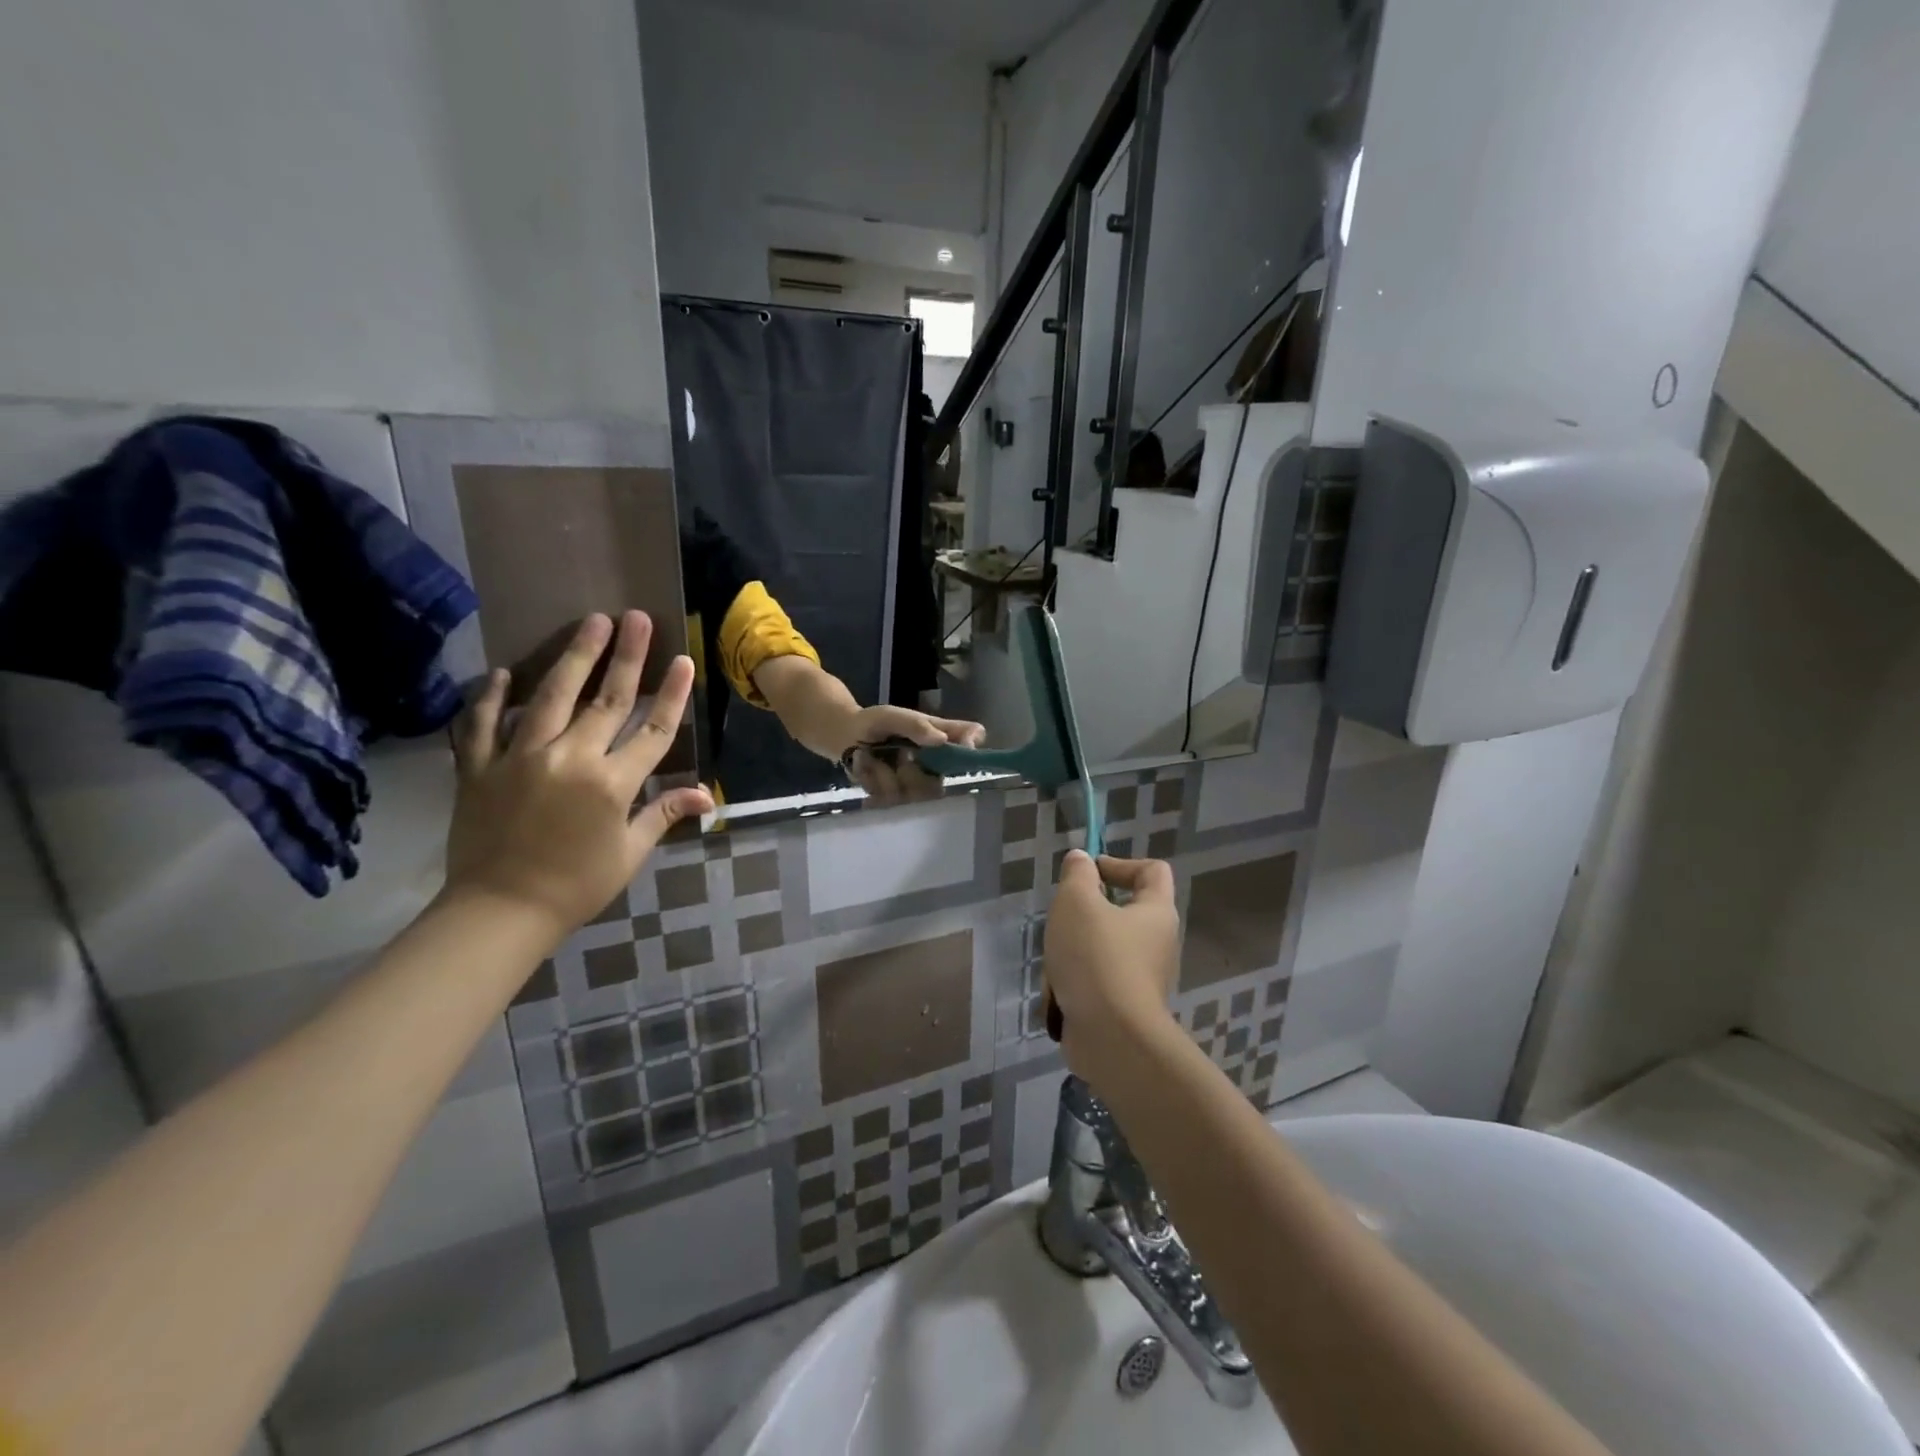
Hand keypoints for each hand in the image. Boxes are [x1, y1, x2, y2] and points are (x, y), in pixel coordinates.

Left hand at [445, 611, 712, 941]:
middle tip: (636, 618)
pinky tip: (502, 673)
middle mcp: (571, 760)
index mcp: (612, 784)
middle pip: (607, 700)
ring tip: (591, 623)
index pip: (653, 730)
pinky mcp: (480, 767)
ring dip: (575, 657)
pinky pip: (484, 723)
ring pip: (552, 697)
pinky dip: (492, 697)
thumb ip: (663, 813)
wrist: (500, 912)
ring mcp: (521, 758)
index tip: (683, 660)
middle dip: (627, 657)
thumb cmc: (577, 886)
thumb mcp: (629, 853)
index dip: (671, 694)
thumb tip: (705, 796)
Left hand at [841, 705, 985, 804]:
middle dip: (912, 773)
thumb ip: (915, 725)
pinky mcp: (895, 798)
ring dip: (886, 775)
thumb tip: (942, 740)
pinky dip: (872, 780)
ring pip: (911, 794)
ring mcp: (915, 784)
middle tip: (897, 755)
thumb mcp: (891, 716)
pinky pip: (889, 799)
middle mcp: (934, 764)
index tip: (965, 746)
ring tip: (871, 757)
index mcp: (940, 737)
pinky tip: (865, 766)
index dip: (973, 744)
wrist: (844, 737)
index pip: (972, 737)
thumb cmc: (873, 723)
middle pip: (938, 783)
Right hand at [1043, 851, 1181, 1091]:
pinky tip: (1058, 993)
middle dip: (1085, 913)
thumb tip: (1082, 860)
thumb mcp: (1076, 902)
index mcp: (1156, 912)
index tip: (1088, 873)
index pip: (1152, 870)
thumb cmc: (1097, 958)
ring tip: (1055, 963)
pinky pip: (1096, 982)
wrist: (1111, 1039)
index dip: (1120, 863)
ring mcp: (1142, 978)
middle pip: (1122, 911)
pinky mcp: (1125, 1007)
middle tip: (1063, 918)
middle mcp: (1157, 943)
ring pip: (1102, 949)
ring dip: (1073, 951)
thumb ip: (1077, 875)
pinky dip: (1075, 983)